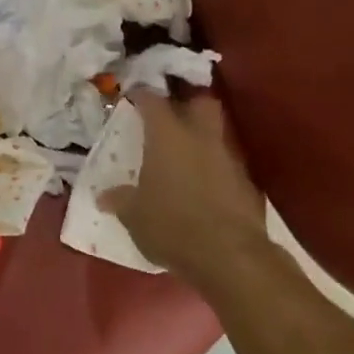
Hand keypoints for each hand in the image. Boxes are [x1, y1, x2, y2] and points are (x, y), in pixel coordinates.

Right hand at [103, 90, 270, 290]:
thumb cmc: (172, 225)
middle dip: (187, 101)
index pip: (152, 99)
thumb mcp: (133, 215)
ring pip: (217, 133)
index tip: (133, 97)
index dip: (142, 95)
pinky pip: (228, 164)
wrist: (232, 258)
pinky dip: (216, 168)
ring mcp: (230, 159)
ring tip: (185, 153)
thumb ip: (120, 199)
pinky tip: (204, 185)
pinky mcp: (249, 185)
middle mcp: (201, 137)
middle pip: (201, 101)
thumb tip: (104, 196)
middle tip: (170, 113)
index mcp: (167, 135)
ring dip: (202, 137)